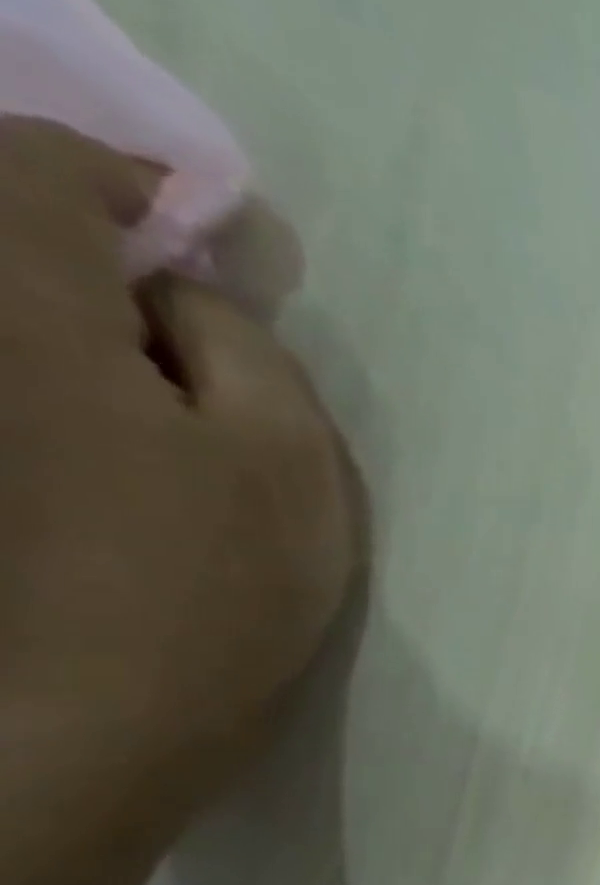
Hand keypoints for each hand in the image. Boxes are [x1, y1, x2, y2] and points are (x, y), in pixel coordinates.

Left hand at [0, 118, 363, 826]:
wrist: (99, 718)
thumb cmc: (215, 582)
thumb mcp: (287, 456)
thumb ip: (242, 345)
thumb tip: (184, 291)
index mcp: (23, 314)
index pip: (32, 166)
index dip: (124, 182)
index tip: (198, 236)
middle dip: (89, 246)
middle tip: (180, 312)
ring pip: (7, 318)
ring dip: (71, 317)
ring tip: (152, 377)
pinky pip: (10, 383)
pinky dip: (56, 376)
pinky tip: (110, 430)